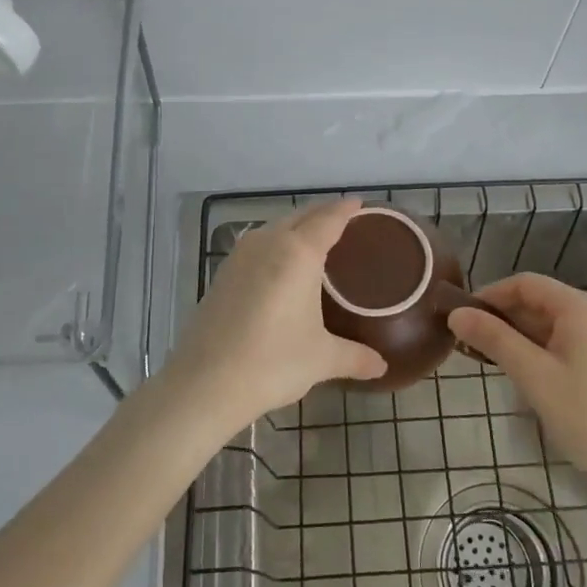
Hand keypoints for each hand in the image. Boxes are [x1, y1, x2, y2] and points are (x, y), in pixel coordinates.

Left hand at [162, 200, 387, 430]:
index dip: (345, 209)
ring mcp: (240, 257)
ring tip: (313, 240)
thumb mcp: (321, 359)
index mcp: (299, 253)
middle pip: (300, 216)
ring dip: (295, 227)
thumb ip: (355, 357)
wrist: (205, 383)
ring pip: (274, 228)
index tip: (359, 203)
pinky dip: (274, 245)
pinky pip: (256, 246)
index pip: (328, 219)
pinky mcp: (222, 274)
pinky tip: (279, 266)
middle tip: (342, 220)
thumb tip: (382, 367)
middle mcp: (268, 243)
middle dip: (322, 213)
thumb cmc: (273, 362)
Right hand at [447, 273, 586, 496]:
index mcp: (583, 307)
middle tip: (471, 343)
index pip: (526, 284)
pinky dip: (545, 349)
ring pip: (556, 324)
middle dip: (505, 318)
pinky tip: (528, 373)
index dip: (490, 295)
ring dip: (523, 336)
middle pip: (542, 302)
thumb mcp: (533, 375)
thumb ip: (493, 339)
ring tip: (493, 360)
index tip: (462, 317)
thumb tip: (456, 314)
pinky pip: (572, 341)